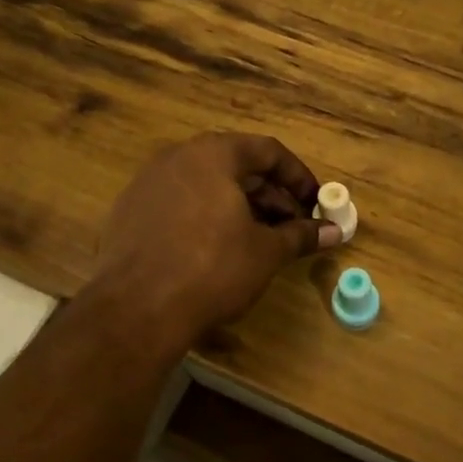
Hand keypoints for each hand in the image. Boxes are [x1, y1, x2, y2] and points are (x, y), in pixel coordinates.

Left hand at [92, 133, 340, 342]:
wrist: (136, 310)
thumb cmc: (212, 269)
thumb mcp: (266, 252)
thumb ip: (300, 235)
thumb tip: (334, 232)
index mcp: (213, 154)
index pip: (267, 150)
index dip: (298, 176)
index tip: (315, 202)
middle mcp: (177, 157)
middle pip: (235, 165)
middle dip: (269, 195)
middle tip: (292, 225)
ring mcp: (147, 183)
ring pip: (205, 185)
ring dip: (238, 207)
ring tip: (260, 239)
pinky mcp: (128, 212)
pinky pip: (178, 204)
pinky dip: (205, 217)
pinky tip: (217, 250)